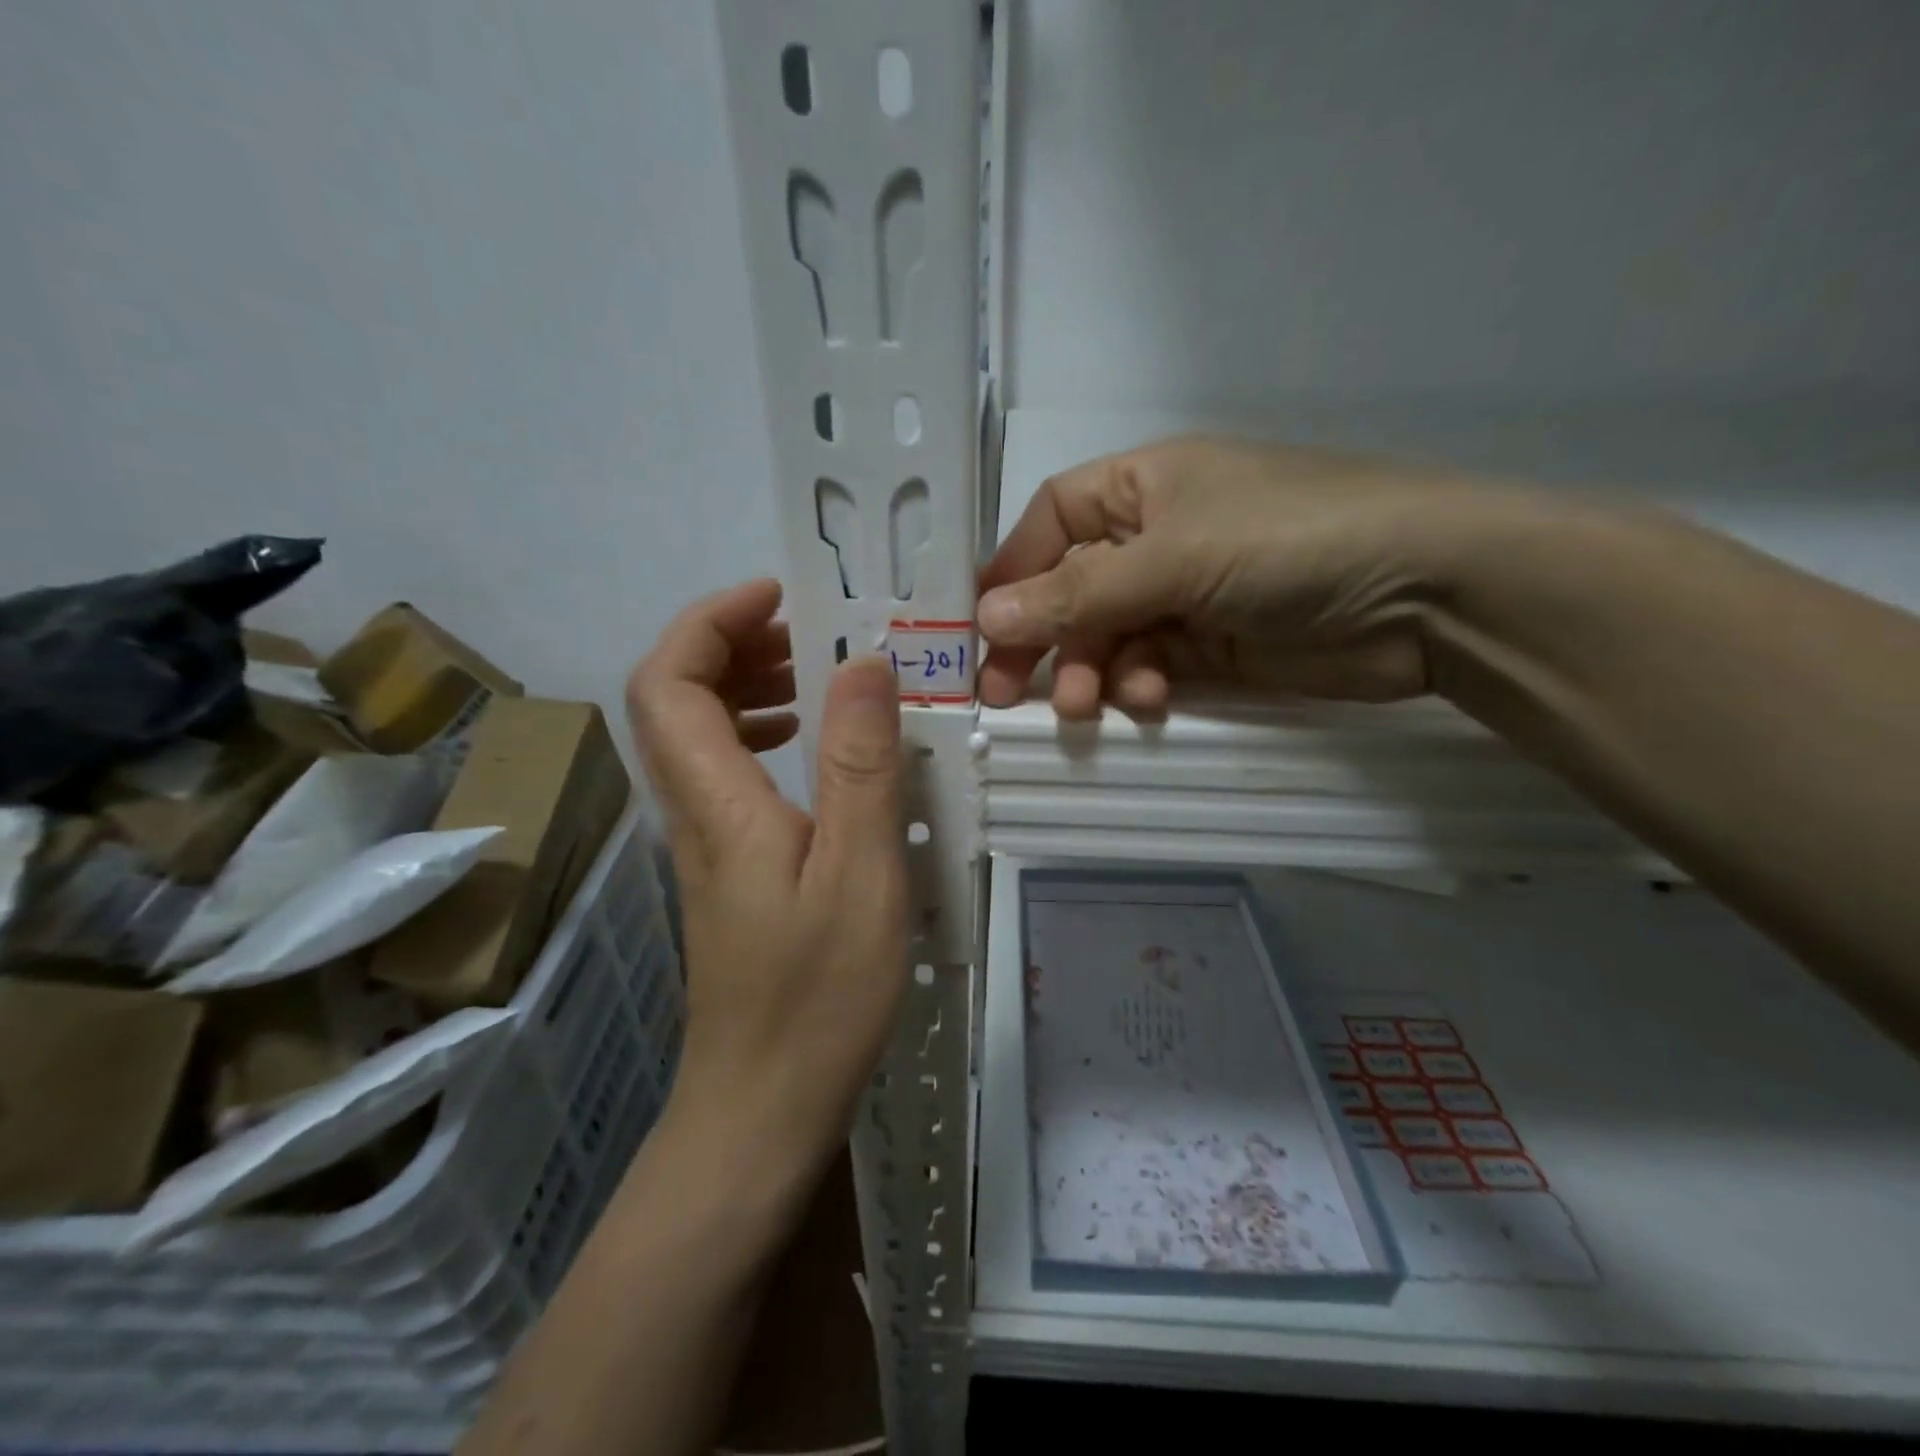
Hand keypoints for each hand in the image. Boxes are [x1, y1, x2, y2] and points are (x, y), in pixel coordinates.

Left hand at [626, 579, 906, 1185]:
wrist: (763, 1106)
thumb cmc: (818, 995)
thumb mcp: (860, 873)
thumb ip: (860, 765)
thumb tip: (863, 664)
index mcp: (717, 802)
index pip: (670, 681)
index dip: (711, 622)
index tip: (779, 597)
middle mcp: (693, 812)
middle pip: (671, 700)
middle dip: (729, 645)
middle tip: (805, 633)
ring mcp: (704, 843)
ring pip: (695, 738)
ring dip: (743, 689)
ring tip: (814, 678)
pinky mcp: (725, 870)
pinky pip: (725, 776)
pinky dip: (758, 739)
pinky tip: (809, 754)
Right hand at [976, 434, 1523, 717]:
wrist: (1430, 593)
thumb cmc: (1291, 540)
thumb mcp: (1174, 557)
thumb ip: (1078, 593)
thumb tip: (984, 618)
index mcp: (1144, 485)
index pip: (1051, 519)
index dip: (1013, 569)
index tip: (978, 626)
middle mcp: (1158, 535)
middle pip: (1071, 586)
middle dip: (1042, 637)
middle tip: (1007, 692)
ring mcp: (1187, 592)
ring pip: (1107, 635)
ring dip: (1091, 670)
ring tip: (1087, 705)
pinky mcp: (1214, 645)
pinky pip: (1150, 665)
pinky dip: (1140, 685)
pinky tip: (1150, 700)